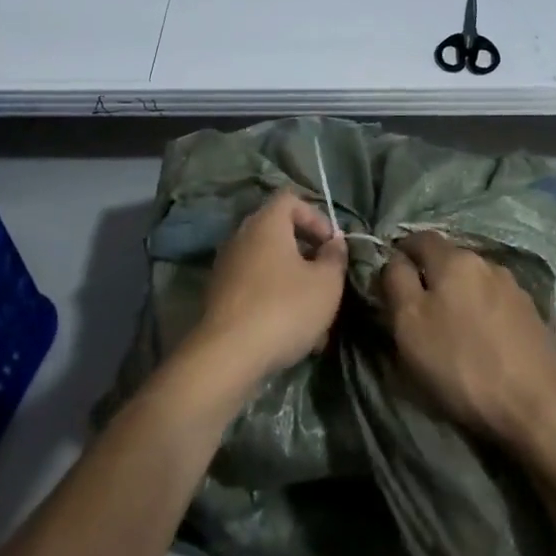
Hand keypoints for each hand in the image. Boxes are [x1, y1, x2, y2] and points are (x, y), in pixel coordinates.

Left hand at [189, 191, 347, 386]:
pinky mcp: (219, 297)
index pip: (290, 199)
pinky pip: (255, 289)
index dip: (316, 216)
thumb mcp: (326, 283)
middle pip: (279, 233)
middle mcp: (241, 237)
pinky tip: (294, 335)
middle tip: (327, 278)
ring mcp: (226, 267)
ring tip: (316, 317)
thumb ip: (335, 257)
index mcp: (266, 224)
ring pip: (269, 266)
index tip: (332, 245)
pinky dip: (275, 302)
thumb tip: (333, 243)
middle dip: (307, 254)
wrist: (228, 355)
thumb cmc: (284, 308)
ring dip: (294, 284)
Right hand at [380, 232, 555, 442]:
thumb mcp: (409, 324)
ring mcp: (514, 288)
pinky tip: (482, 342)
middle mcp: (486, 262)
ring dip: (460, 298)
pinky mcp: (533, 316)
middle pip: (449, 260)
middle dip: (431, 279)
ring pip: (474, 283)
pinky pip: (496, 305)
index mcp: (454, 259)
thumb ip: (396, 283)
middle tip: (418, 313)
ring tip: (452, 331)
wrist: (538, 405)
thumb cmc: (462, 363)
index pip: (419, 238)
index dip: (400, 253)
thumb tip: (394, 260)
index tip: (390, 281)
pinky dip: (482, 315)